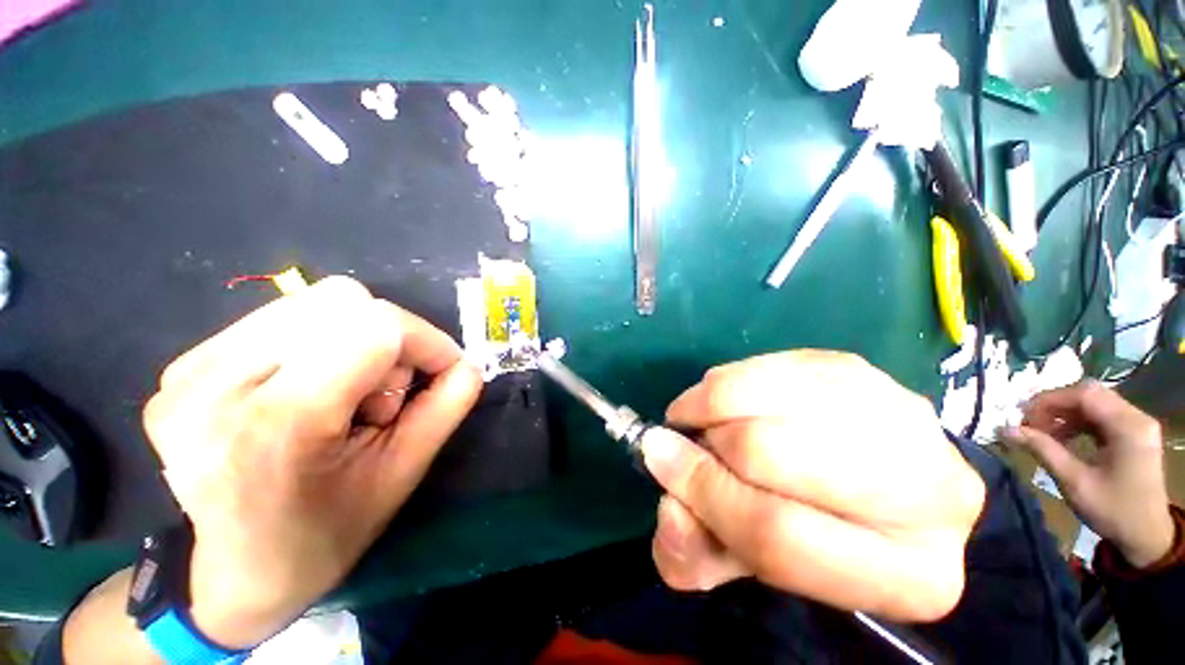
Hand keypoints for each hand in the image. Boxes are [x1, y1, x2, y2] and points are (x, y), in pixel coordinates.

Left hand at [143, 277, 481, 647]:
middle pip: (342, 301)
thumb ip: (445, 408)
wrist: (232, 577)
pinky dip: (320, 342)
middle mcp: (218, 384)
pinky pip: (280, 318)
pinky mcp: (183, 366)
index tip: (444, 369)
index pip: (375, 327)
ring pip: (313, 302)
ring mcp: (190, 371)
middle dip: (390, 339)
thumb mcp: (402, 474)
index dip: (426, 340)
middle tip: (384, 393)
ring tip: (346, 394)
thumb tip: (466, 364)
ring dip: (354, 339)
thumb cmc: (324, 536)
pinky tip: (311, 389)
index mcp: (277, 423)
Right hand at [640, 350, 984, 621]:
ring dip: (715, 402)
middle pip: (776, 453)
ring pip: (773, 396)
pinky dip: (731, 380)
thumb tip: (667, 504)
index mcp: (907, 577)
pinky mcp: (863, 370)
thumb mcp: (750, 564)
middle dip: (711, 441)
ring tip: (704, 417)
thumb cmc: (814, 535)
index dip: (703, 491)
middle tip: (688, 437)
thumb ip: (695, 552)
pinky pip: (771, 365)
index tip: (658, 455)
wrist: (875, 486)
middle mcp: (931, 494)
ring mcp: (899, 415)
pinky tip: (729, 399)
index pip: (778, 534)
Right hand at [1000, 382, 1172, 567]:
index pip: (1084, 394)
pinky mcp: (1133, 432)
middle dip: (1055, 405)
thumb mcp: (1074, 482)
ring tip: (1043, 432)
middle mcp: (1136, 417)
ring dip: (1064, 413)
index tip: (1023, 417)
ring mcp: (1137, 424)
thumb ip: (1043, 451)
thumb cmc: (1112, 511)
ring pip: (1094, 403)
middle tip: (1030, 424)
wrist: (1147, 535)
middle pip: (1090, 394)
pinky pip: (1101, 415)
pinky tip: (1063, 437)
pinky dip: (1077, 422)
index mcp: (1127, 426)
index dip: (1049, 400)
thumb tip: (1005, 429)